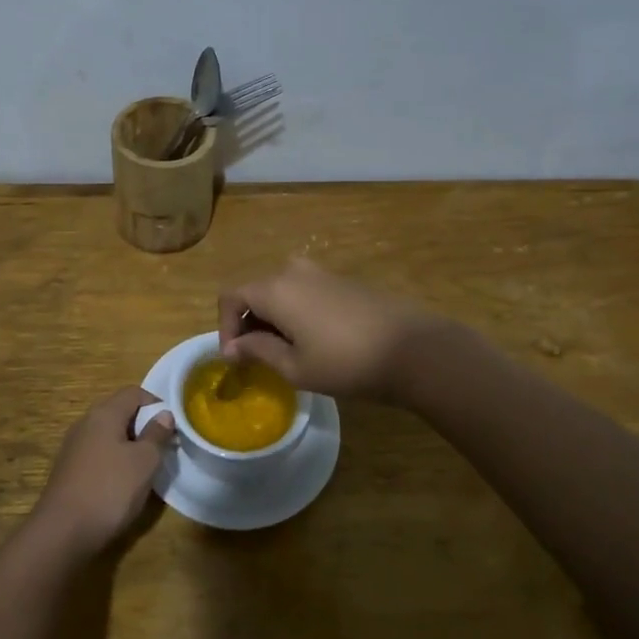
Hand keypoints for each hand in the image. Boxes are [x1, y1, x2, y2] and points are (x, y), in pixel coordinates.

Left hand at [33, 387, 172, 556]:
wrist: (63, 531)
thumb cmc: (110, 489)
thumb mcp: (144, 461)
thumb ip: (156, 434)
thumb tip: (164, 414)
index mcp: (104, 414)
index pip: (134, 393)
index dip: (156, 404)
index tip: (172, 427)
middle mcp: (85, 423)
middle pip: (119, 411)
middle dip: (143, 425)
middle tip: (162, 448)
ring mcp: (73, 446)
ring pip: (108, 434)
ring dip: (129, 445)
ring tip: (145, 468)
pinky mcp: (68, 469)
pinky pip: (97, 453)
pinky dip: (113, 460)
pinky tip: (122, 484)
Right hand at [219, 258, 444, 401]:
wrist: (414, 349)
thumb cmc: (346, 363)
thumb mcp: (295, 367)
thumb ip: (257, 351)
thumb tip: (232, 347)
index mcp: (275, 289)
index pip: (231, 297)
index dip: (225, 327)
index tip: (236, 358)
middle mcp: (293, 272)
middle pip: (255, 292)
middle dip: (248, 324)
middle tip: (257, 359)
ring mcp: (321, 273)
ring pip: (280, 291)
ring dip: (272, 319)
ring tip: (284, 352)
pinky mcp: (343, 281)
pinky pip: (304, 292)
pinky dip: (295, 313)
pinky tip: (313, 341)